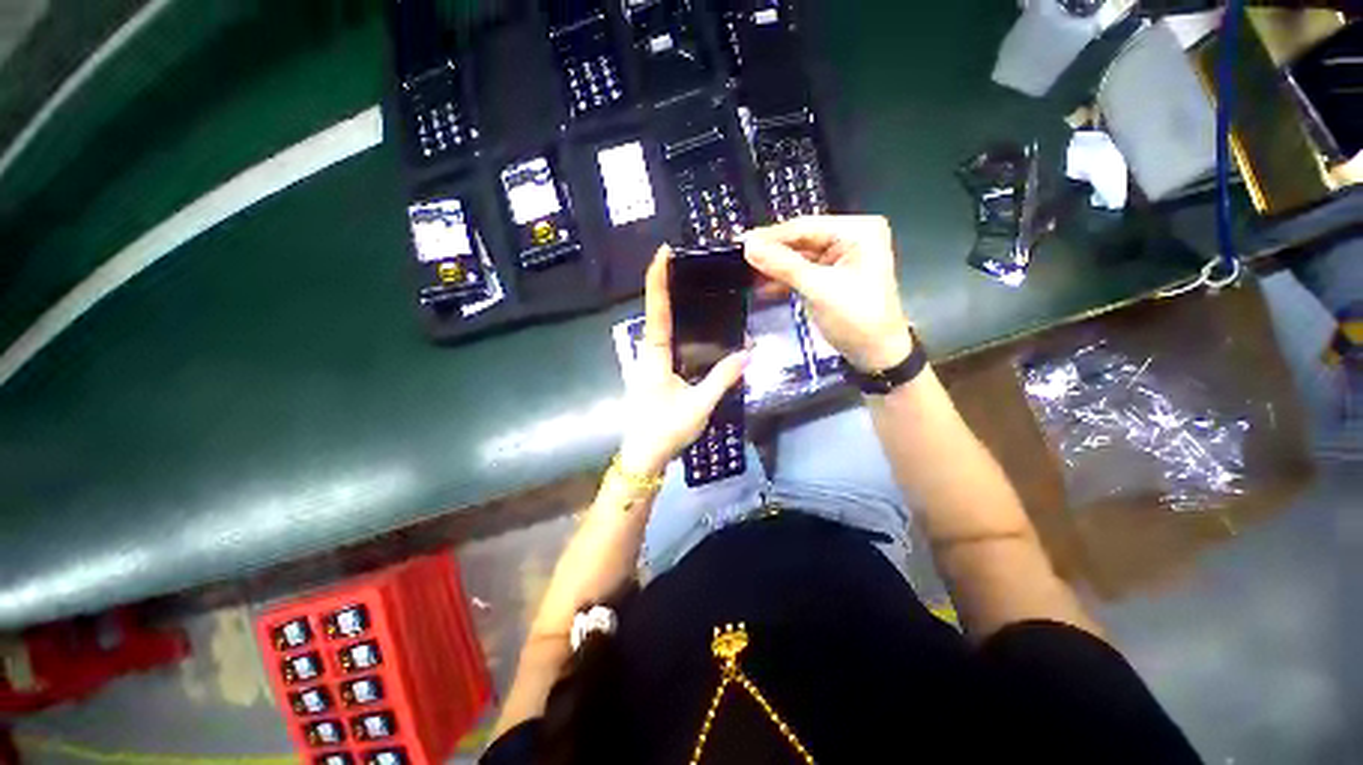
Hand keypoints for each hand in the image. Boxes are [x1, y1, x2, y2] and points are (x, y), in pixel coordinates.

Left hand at [618, 246, 748, 476]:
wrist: (644, 456)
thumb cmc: (666, 430)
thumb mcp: (699, 405)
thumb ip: (722, 378)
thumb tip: (748, 353)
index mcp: (654, 356)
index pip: (656, 310)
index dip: (658, 279)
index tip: (664, 252)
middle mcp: (647, 353)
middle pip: (655, 312)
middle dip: (666, 285)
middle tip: (689, 265)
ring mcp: (648, 364)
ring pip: (658, 327)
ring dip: (671, 305)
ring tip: (695, 287)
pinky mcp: (653, 373)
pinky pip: (665, 342)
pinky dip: (676, 326)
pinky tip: (694, 327)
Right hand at [743, 215, 912, 371]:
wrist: (877, 355)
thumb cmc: (855, 319)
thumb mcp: (818, 289)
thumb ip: (783, 265)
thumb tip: (748, 246)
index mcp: (857, 231)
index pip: (805, 227)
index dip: (771, 236)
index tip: (740, 242)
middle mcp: (850, 237)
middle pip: (801, 241)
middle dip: (772, 253)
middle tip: (738, 259)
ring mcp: (841, 258)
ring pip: (799, 257)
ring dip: (775, 268)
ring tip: (745, 274)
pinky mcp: (832, 277)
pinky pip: (803, 272)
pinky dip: (785, 280)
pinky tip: (762, 287)